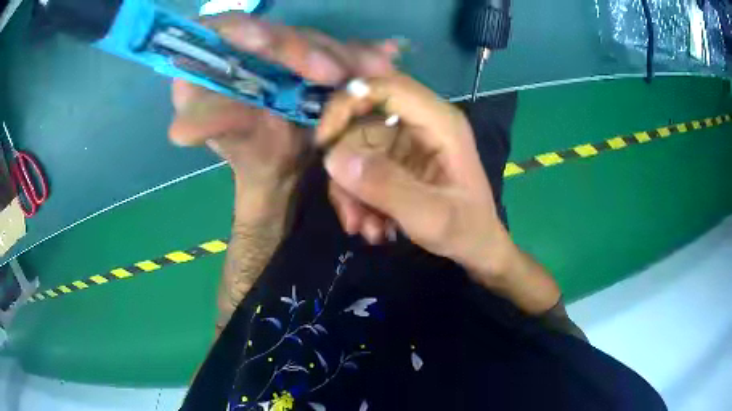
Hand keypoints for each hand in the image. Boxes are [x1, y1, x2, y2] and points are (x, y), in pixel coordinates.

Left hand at [168, 13, 398, 214]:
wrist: (287, 163)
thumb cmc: (251, 153)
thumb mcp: (232, 141)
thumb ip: (208, 128)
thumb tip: (178, 132)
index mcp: (213, 61)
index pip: (222, 28)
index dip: (249, 31)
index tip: (275, 46)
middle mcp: (245, 48)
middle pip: (274, 30)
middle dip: (307, 49)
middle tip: (338, 74)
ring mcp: (279, 49)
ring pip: (310, 38)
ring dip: (343, 54)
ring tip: (376, 70)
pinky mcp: (308, 55)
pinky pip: (335, 48)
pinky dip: (359, 55)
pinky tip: (384, 57)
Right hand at [318, 74, 517, 277]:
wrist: (476, 248)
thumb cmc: (466, 230)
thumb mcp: (431, 217)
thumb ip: (386, 187)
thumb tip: (334, 158)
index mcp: (440, 123)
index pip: (386, 87)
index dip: (348, 102)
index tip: (324, 141)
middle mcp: (421, 124)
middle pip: (363, 121)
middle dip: (347, 165)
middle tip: (348, 209)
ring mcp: (407, 142)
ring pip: (357, 149)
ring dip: (352, 192)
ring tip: (366, 229)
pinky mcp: (397, 161)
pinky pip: (362, 168)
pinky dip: (358, 198)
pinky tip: (372, 226)